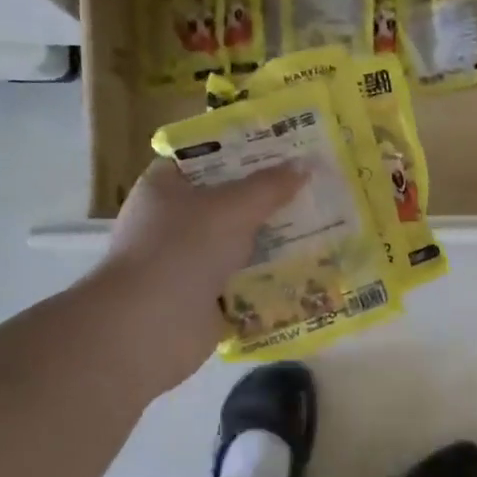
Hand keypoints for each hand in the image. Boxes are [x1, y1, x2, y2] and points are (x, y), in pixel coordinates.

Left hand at [85, 157, 304, 389]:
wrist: (149, 327)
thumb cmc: (183, 250)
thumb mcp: (232, 207)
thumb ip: (270, 186)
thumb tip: (305, 165)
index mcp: (166, 187)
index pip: (208, 158)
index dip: (246, 151)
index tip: (289, 149)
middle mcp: (175, 222)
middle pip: (230, 202)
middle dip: (272, 198)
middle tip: (318, 187)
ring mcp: (189, 262)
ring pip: (242, 243)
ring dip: (277, 241)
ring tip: (326, 226)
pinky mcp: (205, 298)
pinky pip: (246, 281)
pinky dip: (272, 279)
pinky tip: (311, 269)